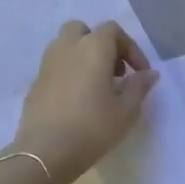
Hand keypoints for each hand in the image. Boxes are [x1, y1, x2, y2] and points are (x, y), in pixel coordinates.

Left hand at [10, 19, 157, 183]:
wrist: (44, 152)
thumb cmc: (92, 128)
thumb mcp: (127, 110)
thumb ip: (140, 86)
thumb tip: (149, 73)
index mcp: (93, 48)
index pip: (113, 31)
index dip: (131, 48)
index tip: (140, 73)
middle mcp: (67, 48)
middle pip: (84, 30)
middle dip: (101, 45)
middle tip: (115, 71)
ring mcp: (47, 64)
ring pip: (66, 46)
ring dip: (83, 57)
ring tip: (97, 85)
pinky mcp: (35, 83)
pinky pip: (56, 66)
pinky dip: (69, 72)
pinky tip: (78, 99)